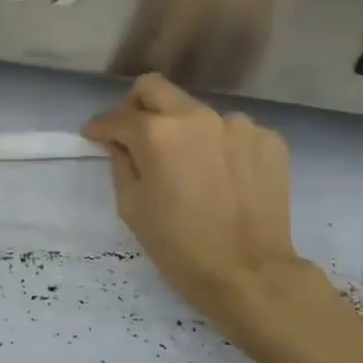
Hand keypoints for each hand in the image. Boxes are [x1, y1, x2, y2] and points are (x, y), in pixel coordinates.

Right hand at [82, 74, 317, 334]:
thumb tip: (119, 142)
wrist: (250, 274)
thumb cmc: (180, 247)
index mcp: (157, 134)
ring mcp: (238, 124)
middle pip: (155, 88)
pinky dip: (219, 147)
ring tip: (188, 167)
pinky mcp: (268, 139)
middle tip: (132, 134)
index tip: (94, 135)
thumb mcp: (133, 208)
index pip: (118, 116)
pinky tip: (222, 177)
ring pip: (197, 113)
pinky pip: (232, 132)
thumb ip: (120, 163)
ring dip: (184, 131)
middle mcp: (198, 116)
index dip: (100, 126)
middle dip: (136, 106)